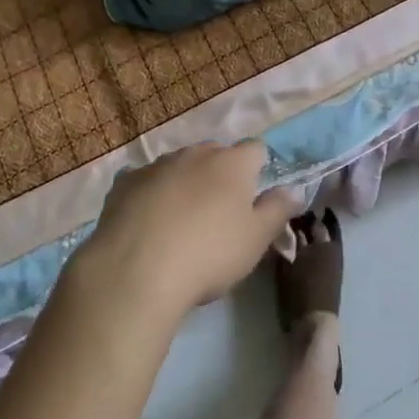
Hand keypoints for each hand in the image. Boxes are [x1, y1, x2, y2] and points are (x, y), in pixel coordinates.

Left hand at [70, 142, 298, 326]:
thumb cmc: (208, 254)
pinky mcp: (126, 181)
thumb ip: (277, 210)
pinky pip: (145, 180)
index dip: (258, 169)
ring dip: (185, 182)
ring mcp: (158, 164)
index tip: (254, 197)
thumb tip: (293, 190)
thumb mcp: (255, 240)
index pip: (256, 149)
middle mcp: (196, 153)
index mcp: (232, 163)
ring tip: (181, 221)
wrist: (136, 270)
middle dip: (220, 174)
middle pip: (215, 154)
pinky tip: (146, 222)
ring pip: (179, 165)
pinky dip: (151, 194)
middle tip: (219, 213)